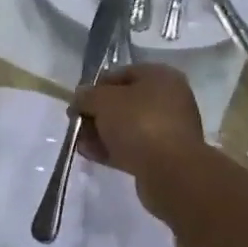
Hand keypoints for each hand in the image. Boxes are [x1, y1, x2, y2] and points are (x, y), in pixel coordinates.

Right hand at [72, 64, 205, 199]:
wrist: (171, 172)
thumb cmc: (138, 123)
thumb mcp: (103, 101)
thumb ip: (87, 96)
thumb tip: (80, 97)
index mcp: (160, 77)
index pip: (121, 74)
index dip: (96, 86)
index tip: (77, 101)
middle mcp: (168, 99)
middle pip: (123, 102)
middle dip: (97, 113)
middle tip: (77, 123)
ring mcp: (168, 129)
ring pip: (127, 127)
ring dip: (101, 133)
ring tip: (80, 142)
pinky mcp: (165, 156)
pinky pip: (133, 147)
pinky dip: (112, 149)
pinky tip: (91, 154)